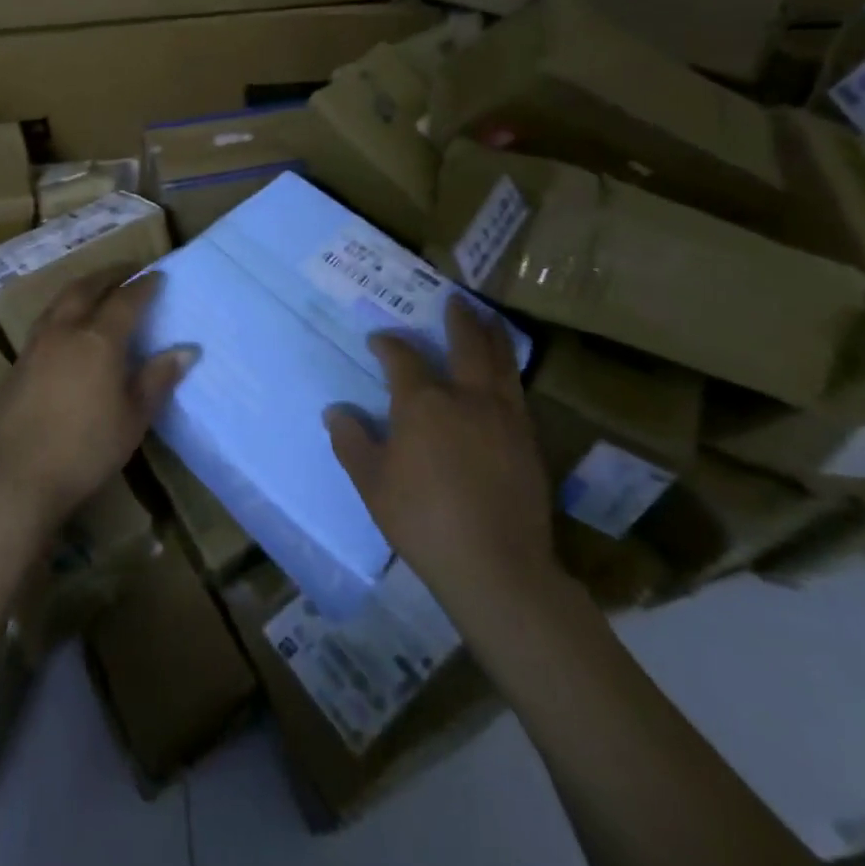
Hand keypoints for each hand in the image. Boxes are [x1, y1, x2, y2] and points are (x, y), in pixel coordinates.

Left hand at [0, 267, 195, 536]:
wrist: (14, 478)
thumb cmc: (85, 449)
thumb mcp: (133, 418)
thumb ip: (157, 379)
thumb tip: (186, 350)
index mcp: (99, 339)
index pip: (126, 299)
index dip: (143, 285)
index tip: (157, 275)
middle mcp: (65, 331)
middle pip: (86, 288)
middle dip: (109, 275)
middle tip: (127, 270)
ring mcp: (36, 345)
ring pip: (59, 301)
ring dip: (81, 287)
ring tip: (96, 288)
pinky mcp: (17, 364)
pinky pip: (45, 321)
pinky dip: (62, 310)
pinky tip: (66, 327)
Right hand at [327, 298, 563, 618]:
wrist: (496, 566)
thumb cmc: (423, 520)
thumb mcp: (372, 483)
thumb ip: (352, 442)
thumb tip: (335, 412)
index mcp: (423, 403)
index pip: (403, 358)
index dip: (388, 344)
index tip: (379, 341)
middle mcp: (466, 397)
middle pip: (465, 344)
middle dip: (459, 319)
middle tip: (457, 299)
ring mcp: (504, 416)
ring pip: (500, 361)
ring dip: (492, 335)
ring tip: (488, 318)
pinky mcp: (529, 440)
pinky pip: (517, 391)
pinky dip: (509, 370)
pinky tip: (506, 374)